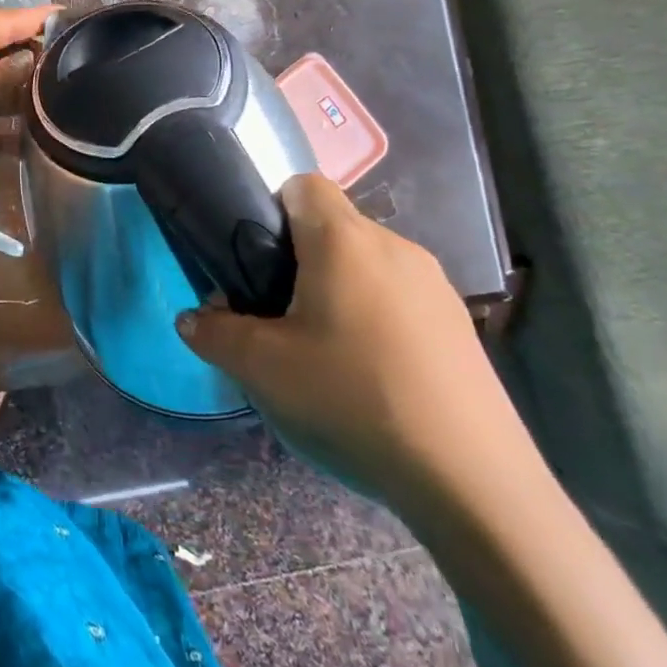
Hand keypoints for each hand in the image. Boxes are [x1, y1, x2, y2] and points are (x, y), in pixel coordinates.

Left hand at [0, 5, 53, 200]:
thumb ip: (0, 70)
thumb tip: (30, 64)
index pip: (3, 22)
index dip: (36, 19)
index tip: (72, 18)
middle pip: (2, 61)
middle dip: (35, 64)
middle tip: (80, 70)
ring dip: (26, 104)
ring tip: (68, 107)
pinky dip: (9, 140)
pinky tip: (39, 145)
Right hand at [176, 174, 528, 514]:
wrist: (474, 483)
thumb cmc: (353, 399)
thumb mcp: (263, 369)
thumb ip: (215, 334)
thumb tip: (192, 319)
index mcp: (343, 240)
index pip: (302, 184)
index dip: (271, 207)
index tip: (257, 258)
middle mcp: (394, 246)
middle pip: (333, 226)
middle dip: (299, 258)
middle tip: (278, 313)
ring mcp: (435, 286)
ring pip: (368, 264)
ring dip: (339, 289)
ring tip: (324, 350)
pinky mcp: (460, 325)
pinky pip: (400, 298)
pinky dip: (377, 318)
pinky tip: (372, 375)